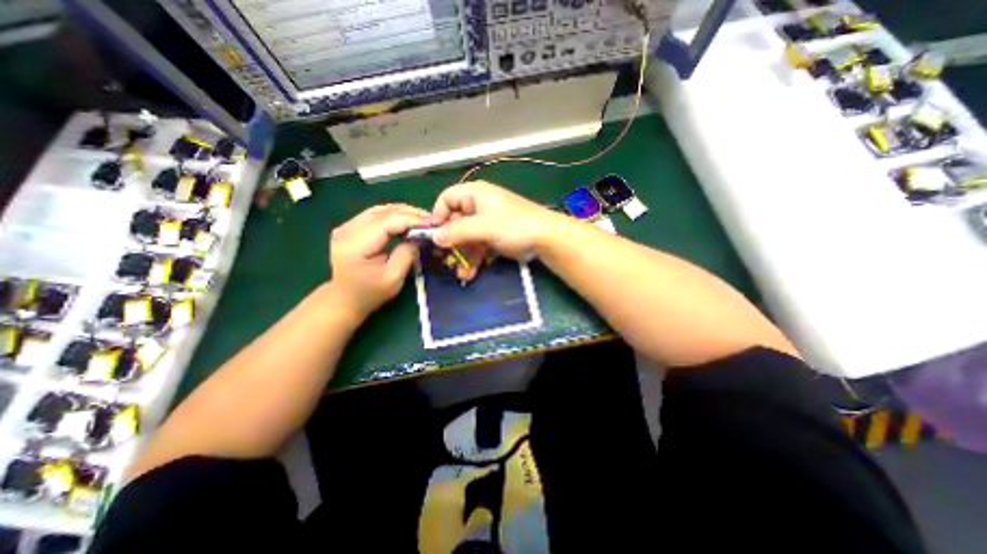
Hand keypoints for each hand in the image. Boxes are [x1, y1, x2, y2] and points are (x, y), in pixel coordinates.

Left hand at [328, 204, 430, 316]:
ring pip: (379, 210)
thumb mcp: (393, 278)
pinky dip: (393, 215)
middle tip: (431, 220)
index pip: (386, 222)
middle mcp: (346, 230)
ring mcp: (346, 227)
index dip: (411, 219)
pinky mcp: (349, 227)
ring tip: (422, 219)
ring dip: (402, 212)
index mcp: (355, 245)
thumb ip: (406, 254)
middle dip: (409, 214)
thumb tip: (419, 237)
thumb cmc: (371, 293)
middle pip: (383, 212)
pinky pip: (374, 214)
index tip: (431, 223)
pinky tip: (406, 220)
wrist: (345, 299)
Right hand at [431, 179, 562, 277]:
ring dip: (463, 255)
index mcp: (475, 195)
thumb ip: (457, 231)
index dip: (438, 216)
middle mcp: (479, 206)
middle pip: (455, 222)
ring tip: (462, 273)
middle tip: (446, 259)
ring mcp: (487, 223)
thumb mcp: (483, 227)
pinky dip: (474, 258)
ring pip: (466, 238)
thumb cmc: (514, 226)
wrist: (546, 238)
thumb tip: (434, 237)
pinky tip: (471, 272)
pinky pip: (478, 246)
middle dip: (451, 243)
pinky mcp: (494, 236)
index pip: (446, 199)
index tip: (435, 235)